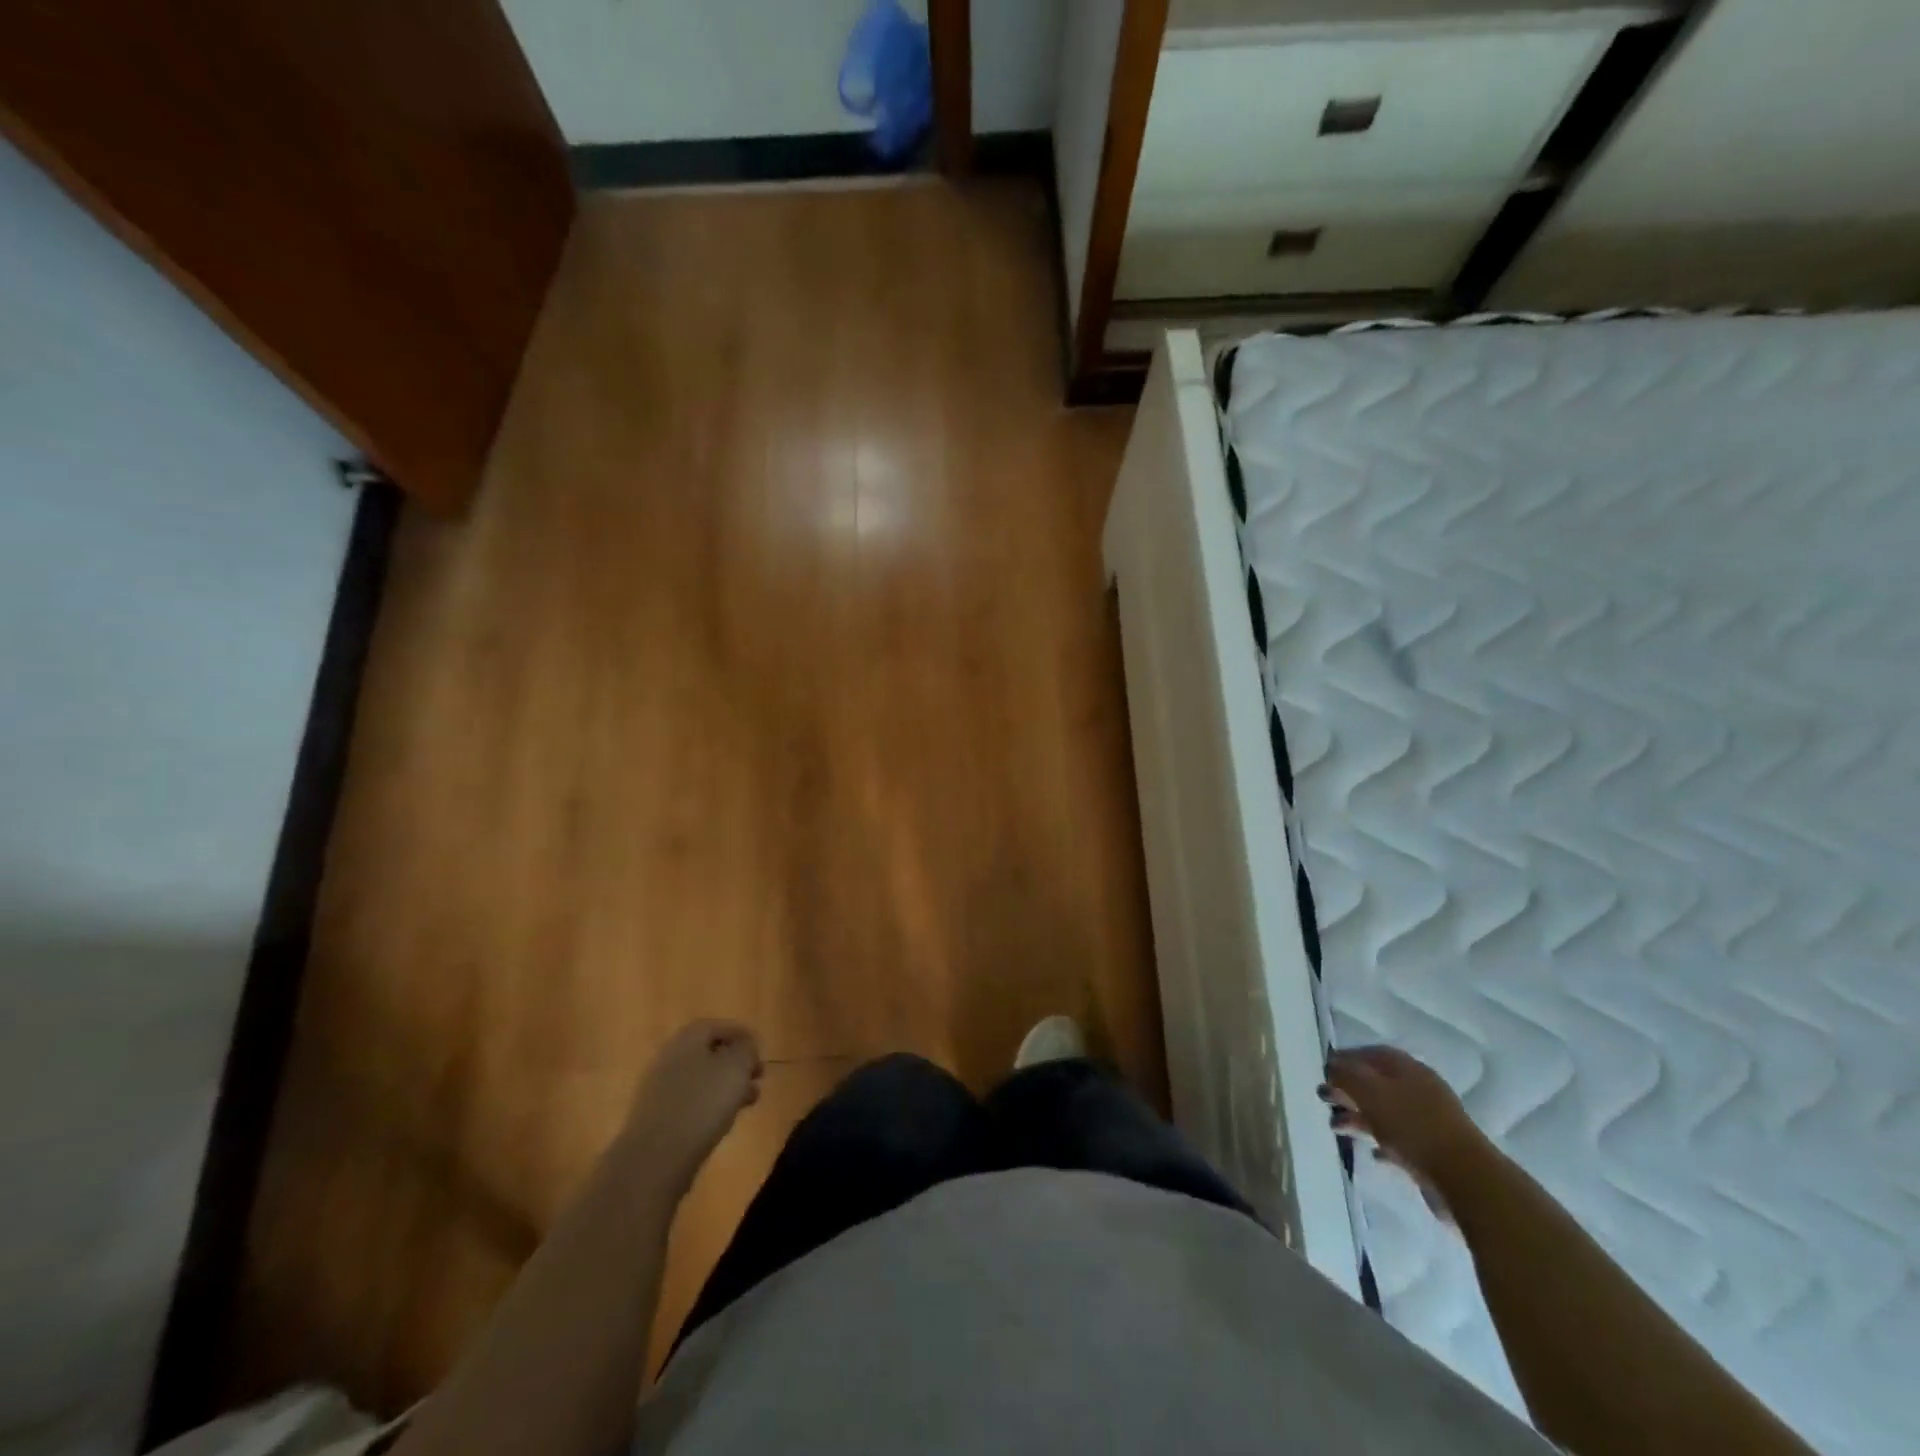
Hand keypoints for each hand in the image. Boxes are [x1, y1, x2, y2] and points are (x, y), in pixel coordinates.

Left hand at [622, 1020, 763, 1192]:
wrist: (655, 1158)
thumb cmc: (702, 1103)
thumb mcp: (735, 1068)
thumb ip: (745, 1050)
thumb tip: (745, 1046)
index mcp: (686, 1039)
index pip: (716, 1026)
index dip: (740, 1034)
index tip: (760, 1049)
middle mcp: (669, 1058)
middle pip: (707, 1053)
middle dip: (735, 1063)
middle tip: (758, 1076)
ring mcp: (659, 1090)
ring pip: (700, 1079)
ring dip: (726, 1086)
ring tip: (749, 1101)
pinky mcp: (657, 1118)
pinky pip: (690, 1102)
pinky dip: (710, 1105)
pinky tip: (724, 1120)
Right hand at [1321, 1046, 1488, 1218]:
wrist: (1466, 1180)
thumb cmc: (1412, 1126)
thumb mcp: (1369, 1091)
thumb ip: (1346, 1074)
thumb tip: (1332, 1064)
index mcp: (1406, 1069)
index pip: (1370, 1053)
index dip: (1345, 1058)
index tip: (1323, 1070)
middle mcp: (1418, 1089)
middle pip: (1375, 1083)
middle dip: (1347, 1089)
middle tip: (1323, 1098)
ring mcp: (1427, 1121)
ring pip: (1384, 1112)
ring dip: (1358, 1117)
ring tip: (1335, 1128)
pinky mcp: (1432, 1151)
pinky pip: (1399, 1140)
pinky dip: (1380, 1142)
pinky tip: (1370, 1152)